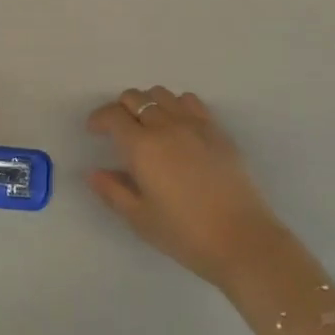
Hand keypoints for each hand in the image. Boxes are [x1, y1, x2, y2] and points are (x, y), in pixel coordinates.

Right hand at [87, 86, 286, 289]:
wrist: (242, 240)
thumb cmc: (185, 234)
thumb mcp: (140, 219)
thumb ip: (113, 191)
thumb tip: (93, 172)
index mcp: (142, 146)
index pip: (113, 115)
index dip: (99, 118)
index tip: (94, 131)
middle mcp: (165, 126)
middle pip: (135, 97)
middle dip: (120, 108)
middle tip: (118, 130)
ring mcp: (193, 124)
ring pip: (161, 94)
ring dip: (148, 104)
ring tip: (148, 125)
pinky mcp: (216, 130)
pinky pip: (190, 101)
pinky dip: (176, 105)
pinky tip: (178, 126)